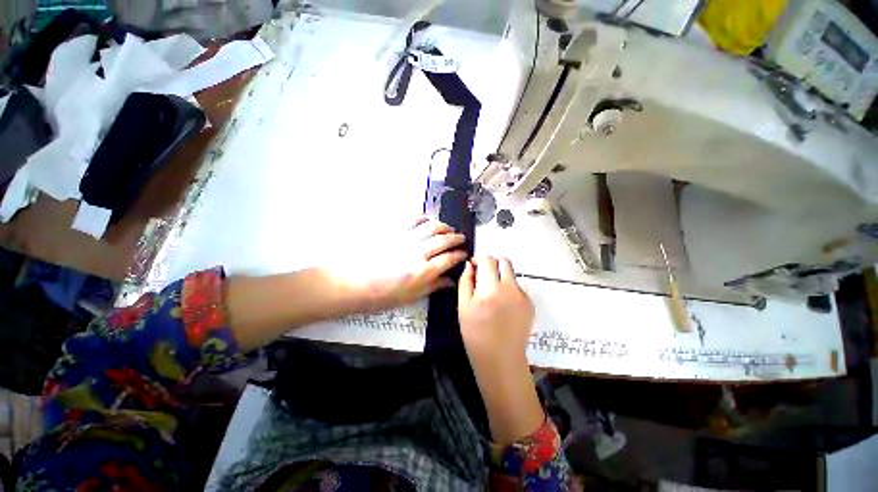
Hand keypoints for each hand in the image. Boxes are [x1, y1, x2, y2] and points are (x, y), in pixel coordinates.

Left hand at [331, 217, 467, 312]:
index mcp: (422, 271)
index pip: (449, 259)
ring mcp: (405, 238)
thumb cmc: (380, 295)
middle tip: (461, 238)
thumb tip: (450, 281)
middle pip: (444, 239)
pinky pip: (412, 218)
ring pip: (431, 226)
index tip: (464, 253)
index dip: (459, 255)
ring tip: (448, 228)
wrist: (350, 282)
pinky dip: (423, 218)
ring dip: (444, 226)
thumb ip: (432, 286)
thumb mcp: (409, 297)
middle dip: (456, 238)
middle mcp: (418, 252)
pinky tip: (427, 221)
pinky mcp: (393, 230)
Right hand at [458, 257, 534, 372]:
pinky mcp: (530, 303)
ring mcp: (523, 295)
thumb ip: (465, 281)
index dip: (479, 260)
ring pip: (512, 274)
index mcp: (491, 288)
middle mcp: (510, 288)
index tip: (474, 268)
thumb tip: (470, 265)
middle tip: (484, 277)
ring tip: (493, 293)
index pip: (488, 260)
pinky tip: (503, 305)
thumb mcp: (463, 306)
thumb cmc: (475, 333)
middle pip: (504, 261)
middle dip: (492, 264)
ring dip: (501, 276)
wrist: (500, 358)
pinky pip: (518, 287)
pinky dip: (509, 289)